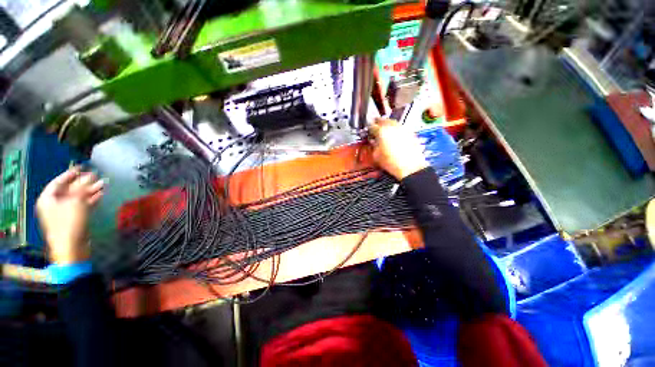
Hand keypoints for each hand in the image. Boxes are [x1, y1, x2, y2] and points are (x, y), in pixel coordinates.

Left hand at [37, 167, 104, 264]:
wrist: (72, 248)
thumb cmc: (69, 223)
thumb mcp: (76, 202)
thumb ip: (83, 187)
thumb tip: (90, 175)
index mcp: (48, 199)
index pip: (58, 182)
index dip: (70, 174)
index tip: (82, 167)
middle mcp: (54, 204)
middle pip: (69, 189)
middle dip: (83, 183)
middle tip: (96, 176)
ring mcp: (63, 213)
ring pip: (77, 198)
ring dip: (90, 191)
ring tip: (103, 184)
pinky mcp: (73, 219)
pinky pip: (81, 205)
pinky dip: (90, 200)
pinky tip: (100, 195)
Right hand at [368, 118, 428, 179]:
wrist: (410, 168)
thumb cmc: (393, 163)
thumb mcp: (376, 156)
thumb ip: (373, 146)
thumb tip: (373, 143)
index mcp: (381, 131)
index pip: (372, 126)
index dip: (368, 130)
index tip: (368, 132)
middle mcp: (392, 127)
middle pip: (383, 120)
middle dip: (378, 123)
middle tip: (375, 127)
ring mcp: (402, 128)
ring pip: (392, 122)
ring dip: (387, 125)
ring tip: (384, 131)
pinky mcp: (410, 132)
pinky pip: (400, 127)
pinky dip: (395, 129)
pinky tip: (394, 136)